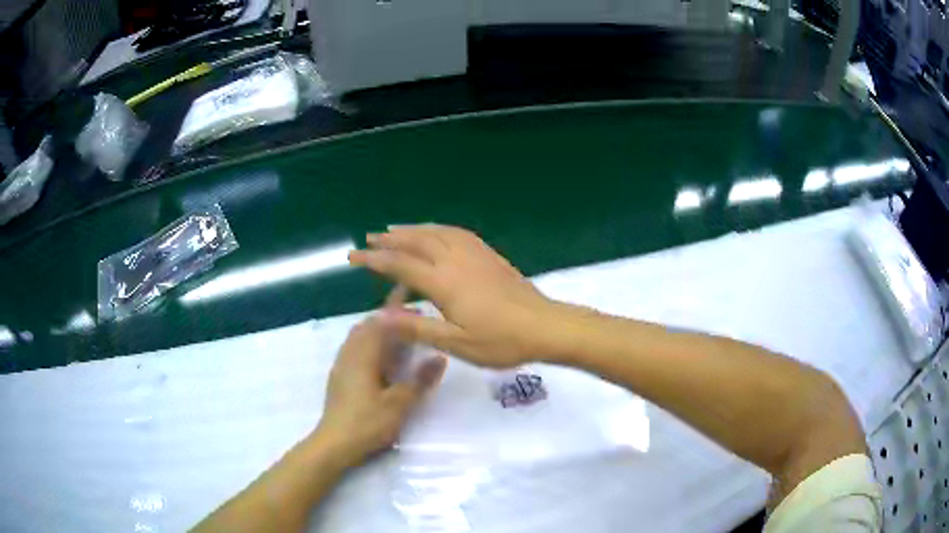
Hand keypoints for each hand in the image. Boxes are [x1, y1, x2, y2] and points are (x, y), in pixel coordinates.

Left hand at [315, 291, 446, 465]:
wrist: (334, 443)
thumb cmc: (367, 423)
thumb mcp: (399, 404)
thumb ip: (420, 380)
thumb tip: (440, 357)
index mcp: (364, 355)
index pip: (381, 322)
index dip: (397, 308)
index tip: (414, 298)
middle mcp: (350, 353)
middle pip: (368, 325)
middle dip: (388, 317)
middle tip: (412, 318)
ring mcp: (342, 364)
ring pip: (359, 336)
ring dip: (378, 329)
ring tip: (400, 334)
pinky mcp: (340, 376)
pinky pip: (355, 348)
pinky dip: (370, 343)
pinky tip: (383, 358)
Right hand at [348, 224, 559, 367]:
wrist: (545, 326)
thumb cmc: (501, 341)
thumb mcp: (456, 343)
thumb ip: (417, 327)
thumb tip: (379, 316)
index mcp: (444, 282)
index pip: (400, 265)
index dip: (374, 260)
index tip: (353, 257)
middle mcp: (456, 260)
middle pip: (417, 241)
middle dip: (391, 239)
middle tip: (370, 238)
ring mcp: (475, 254)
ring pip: (437, 232)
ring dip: (413, 229)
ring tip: (396, 230)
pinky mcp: (489, 255)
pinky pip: (457, 233)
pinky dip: (438, 228)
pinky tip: (437, 232)